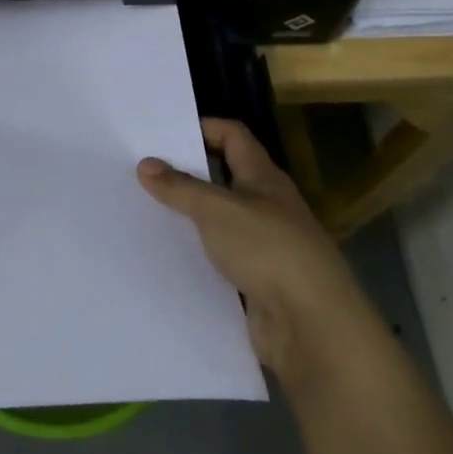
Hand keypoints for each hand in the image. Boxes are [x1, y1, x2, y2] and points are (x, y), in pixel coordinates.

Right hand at [138, 118, 368, 380]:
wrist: (311, 326)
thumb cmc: (268, 250)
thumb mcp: (217, 211)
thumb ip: (180, 187)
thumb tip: (146, 164)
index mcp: (263, 177)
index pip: (233, 136)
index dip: (203, 127)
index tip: (162, 134)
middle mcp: (265, 206)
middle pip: (223, 177)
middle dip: (186, 173)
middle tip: (141, 171)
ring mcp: (263, 245)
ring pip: (218, 220)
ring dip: (188, 216)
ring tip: (142, 211)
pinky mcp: (255, 281)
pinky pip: (218, 258)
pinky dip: (195, 254)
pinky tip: (164, 256)